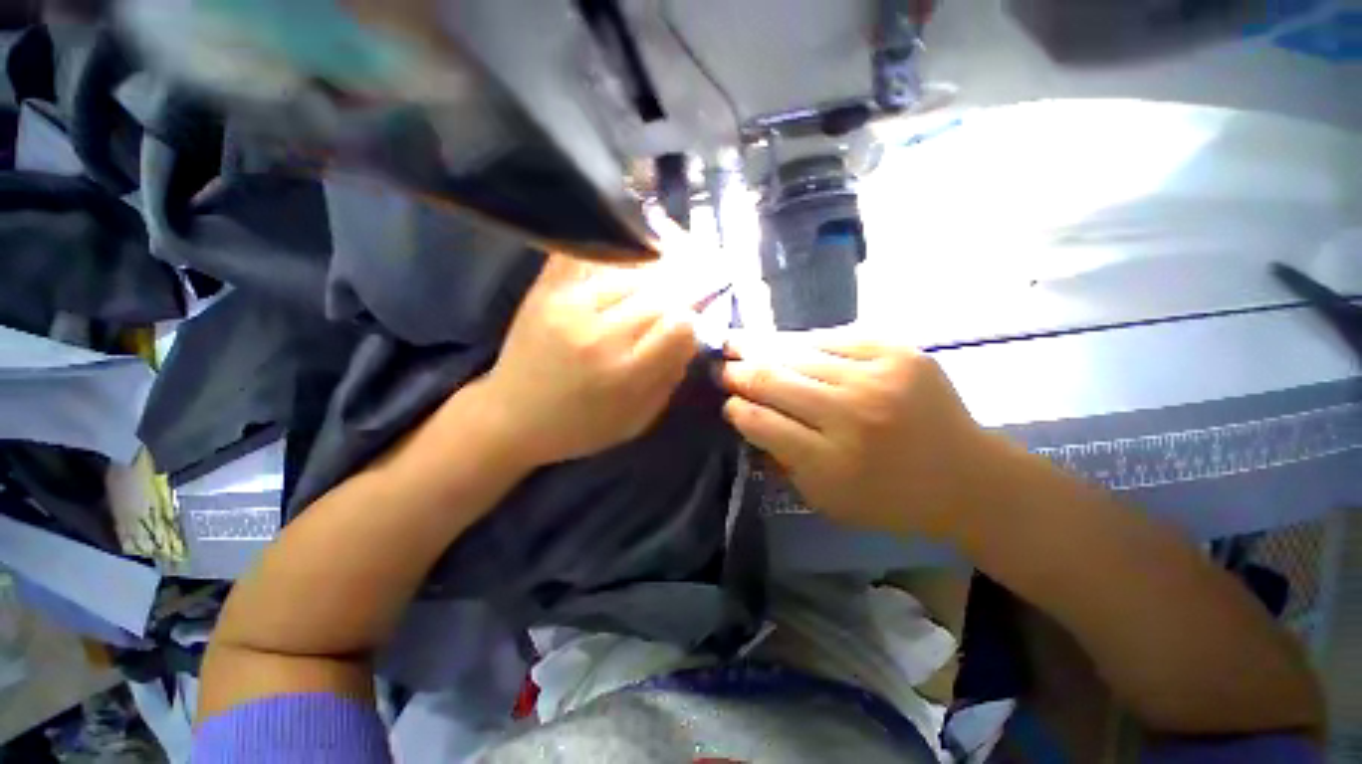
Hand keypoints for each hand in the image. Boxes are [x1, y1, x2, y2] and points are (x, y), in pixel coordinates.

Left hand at [473, 254, 698, 467]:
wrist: (512, 418)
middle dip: (675, 296)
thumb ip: (670, 377)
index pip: (679, 325)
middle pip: (659, 291)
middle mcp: (598, 333)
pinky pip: (589, 254)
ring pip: (630, 269)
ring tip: (648, 287)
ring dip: (649, 275)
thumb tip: (689, 336)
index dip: (689, 323)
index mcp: (624, 372)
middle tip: (673, 302)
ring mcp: (568, 304)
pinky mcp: (546, 289)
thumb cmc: (581, 427)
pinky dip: (613, 254)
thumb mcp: (638, 419)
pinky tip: (622, 264)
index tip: (683, 328)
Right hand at [721, 331, 992, 539]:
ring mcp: (877, 377)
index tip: (725, 401)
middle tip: (718, 365)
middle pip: (773, 381)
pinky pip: (833, 336)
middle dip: (738, 372)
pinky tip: (783, 342)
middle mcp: (851, 415)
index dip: (736, 408)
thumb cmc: (890, 499)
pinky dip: (801, 341)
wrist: (968, 478)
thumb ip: (781, 460)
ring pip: (797, 352)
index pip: (761, 422)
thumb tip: (744, 419)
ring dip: (760, 348)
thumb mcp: (825, 499)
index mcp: (831, 461)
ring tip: (736, 342)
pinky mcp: (897, 352)